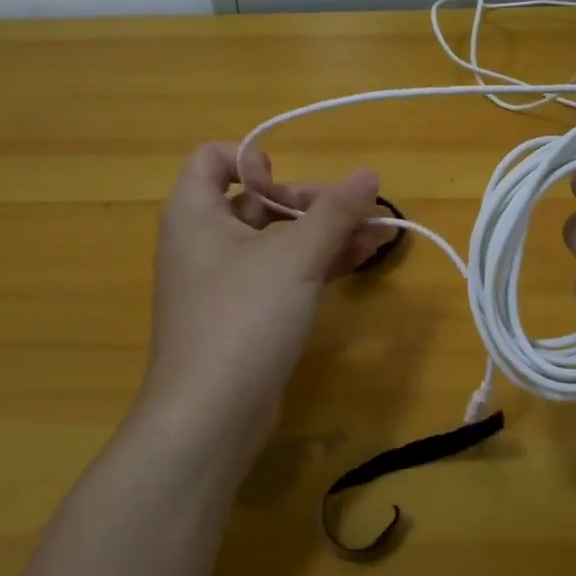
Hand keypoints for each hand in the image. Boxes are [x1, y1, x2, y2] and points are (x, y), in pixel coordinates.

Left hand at [136, 144, 391, 468]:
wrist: (210, 418)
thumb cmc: (243, 318)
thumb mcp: (295, 257)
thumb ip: (335, 212)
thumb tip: (369, 175)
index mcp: (195, 213)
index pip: (213, 158)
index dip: (252, 158)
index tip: (288, 181)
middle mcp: (205, 241)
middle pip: (257, 198)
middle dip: (311, 201)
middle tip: (355, 212)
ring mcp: (226, 281)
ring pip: (279, 239)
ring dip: (326, 232)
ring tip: (380, 233)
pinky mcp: (246, 314)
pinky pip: (283, 273)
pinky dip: (318, 262)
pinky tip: (364, 258)